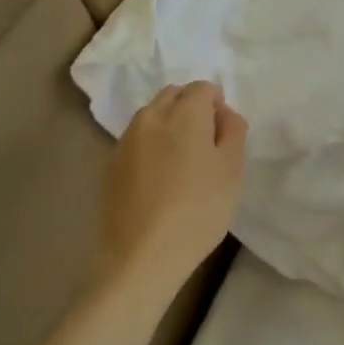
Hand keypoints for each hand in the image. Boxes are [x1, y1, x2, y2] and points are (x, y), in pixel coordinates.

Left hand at [99, 81, 246, 291]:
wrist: (142, 256)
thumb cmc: (198, 211)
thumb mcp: (232, 171)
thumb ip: (233, 132)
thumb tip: (224, 114)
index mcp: (183, 114)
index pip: (202, 88)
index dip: (218, 105)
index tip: (225, 136)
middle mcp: (149, 118)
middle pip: (173, 96)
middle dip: (191, 109)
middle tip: (206, 146)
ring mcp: (125, 141)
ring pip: (151, 117)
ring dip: (169, 126)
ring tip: (182, 164)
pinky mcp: (110, 165)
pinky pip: (136, 141)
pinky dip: (151, 147)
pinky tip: (160, 181)